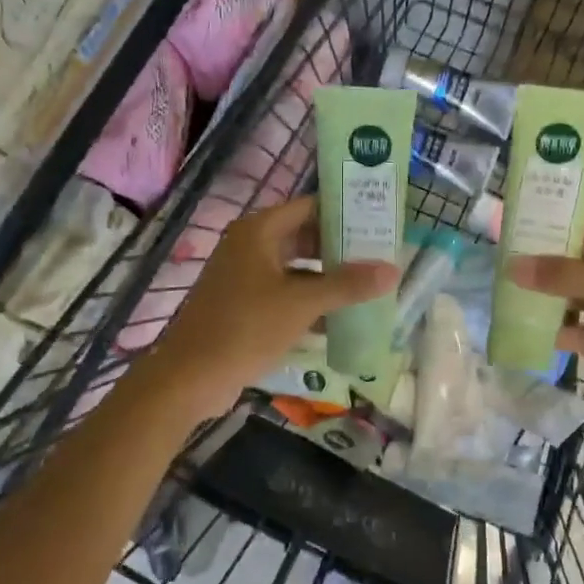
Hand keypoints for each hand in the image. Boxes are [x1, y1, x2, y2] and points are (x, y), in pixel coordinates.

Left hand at [136, 196, 398, 423]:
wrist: (189, 377)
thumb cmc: (245, 328)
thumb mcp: (301, 304)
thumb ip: (347, 285)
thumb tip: (393, 269)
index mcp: (259, 231)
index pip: (310, 206)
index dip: (344, 212)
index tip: (380, 221)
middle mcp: (250, 246)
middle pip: (304, 237)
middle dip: (341, 248)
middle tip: (381, 256)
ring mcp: (244, 276)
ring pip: (296, 268)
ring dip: (328, 278)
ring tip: (370, 286)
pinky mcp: (243, 305)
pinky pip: (285, 293)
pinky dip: (310, 301)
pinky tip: (341, 319)